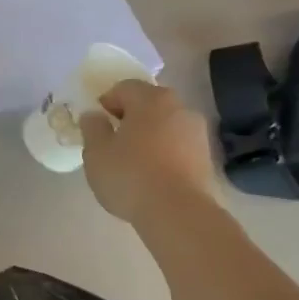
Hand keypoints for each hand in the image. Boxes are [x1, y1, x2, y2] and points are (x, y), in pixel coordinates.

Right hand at [80, 79, 215, 224]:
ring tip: (133, 161)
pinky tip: (152, 175)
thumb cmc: (130, 175)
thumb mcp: (96, 153)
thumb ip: (92, 128)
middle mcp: (179, 107)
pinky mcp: (206, 157)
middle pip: (149, 104)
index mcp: (150, 99)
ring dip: (149, 135)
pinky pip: (178, 146)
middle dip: (130, 117)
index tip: (96, 123)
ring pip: (166, 125)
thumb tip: (94, 115)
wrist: (177, 212)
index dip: (106, 102)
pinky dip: (164, 153)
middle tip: (113, 141)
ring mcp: (197, 132)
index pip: (124, 87)